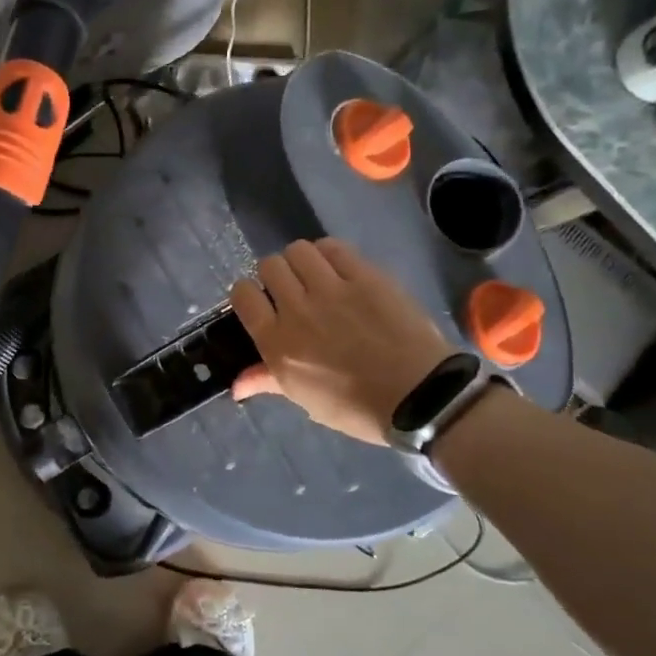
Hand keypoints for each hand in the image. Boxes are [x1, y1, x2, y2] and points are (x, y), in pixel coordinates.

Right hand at [230, 239, 452, 445]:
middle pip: (269, 266)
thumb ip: (267, 381)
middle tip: (292, 290)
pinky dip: (329, 253)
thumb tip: (235, 385)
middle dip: (275, 275)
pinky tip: (338, 268)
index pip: (242, 295)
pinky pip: (333, 248)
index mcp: (277, 342)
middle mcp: (297, 309)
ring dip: (301, 260)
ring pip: (298, 250)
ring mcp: (332, 289)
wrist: (419, 396)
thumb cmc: (356, 407)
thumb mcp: (305, 398)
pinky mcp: (365, 276)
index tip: (262, 303)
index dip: (248, 294)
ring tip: (315, 275)